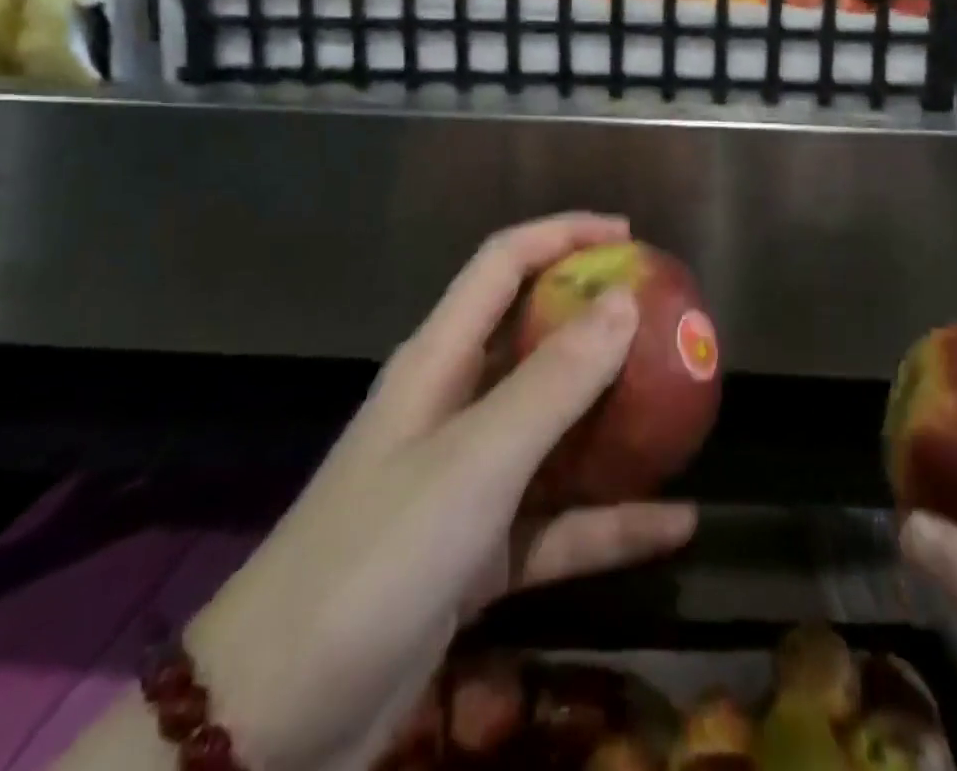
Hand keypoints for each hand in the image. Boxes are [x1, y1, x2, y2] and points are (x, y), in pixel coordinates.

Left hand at [56, 213, 696, 770]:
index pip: (503, 263)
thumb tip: (623, 302)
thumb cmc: (377, 557)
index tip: (629, 236)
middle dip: (598, 322)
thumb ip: (554, 382)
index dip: (563, 234)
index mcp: (439, 360)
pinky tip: (675, 524)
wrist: (275, 722)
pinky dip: (612, 518)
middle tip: (666, 319)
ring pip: (554, 429)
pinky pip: (559, 519)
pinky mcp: (479, 549)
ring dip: (614, 419)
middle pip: (534, 338)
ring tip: (681, 405)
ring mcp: (467, 479)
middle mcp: (454, 404)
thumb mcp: (476, 460)